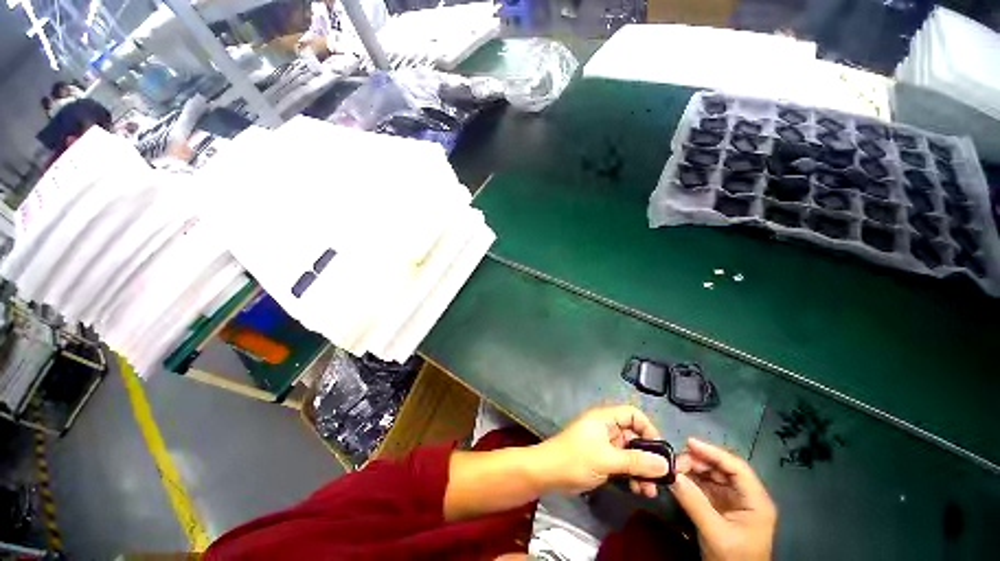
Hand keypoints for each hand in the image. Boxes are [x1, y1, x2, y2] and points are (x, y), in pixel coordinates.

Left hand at [532, 405, 669, 496]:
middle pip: (635, 436)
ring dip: (642, 470)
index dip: (649, 429)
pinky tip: (639, 490)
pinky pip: (624, 465)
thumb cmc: (575, 459)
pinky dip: (632, 476)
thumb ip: (636, 461)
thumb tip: (665, 465)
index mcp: (605, 418)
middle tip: (661, 478)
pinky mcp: (603, 460)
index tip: (661, 451)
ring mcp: (605, 445)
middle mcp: (607, 428)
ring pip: (631, 453)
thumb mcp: (607, 459)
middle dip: (649, 456)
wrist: (548, 474)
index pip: (633, 415)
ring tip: (651, 490)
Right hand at [670, 438, 777, 560]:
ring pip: (713, 476)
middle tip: (676, 462)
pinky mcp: (721, 508)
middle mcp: (747, 497)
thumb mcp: (715, 533)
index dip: (713, 452)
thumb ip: (695, 503)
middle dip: (699, 462)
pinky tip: (679, 479)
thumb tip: (673, 476)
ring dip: (694, 470)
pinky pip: (706, 487)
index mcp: (756, 501)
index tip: (689, 443)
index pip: (736, 468)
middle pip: (723, 469)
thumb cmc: (733, 559)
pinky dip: (692, 481)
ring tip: (675, 470)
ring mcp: (734, 502)